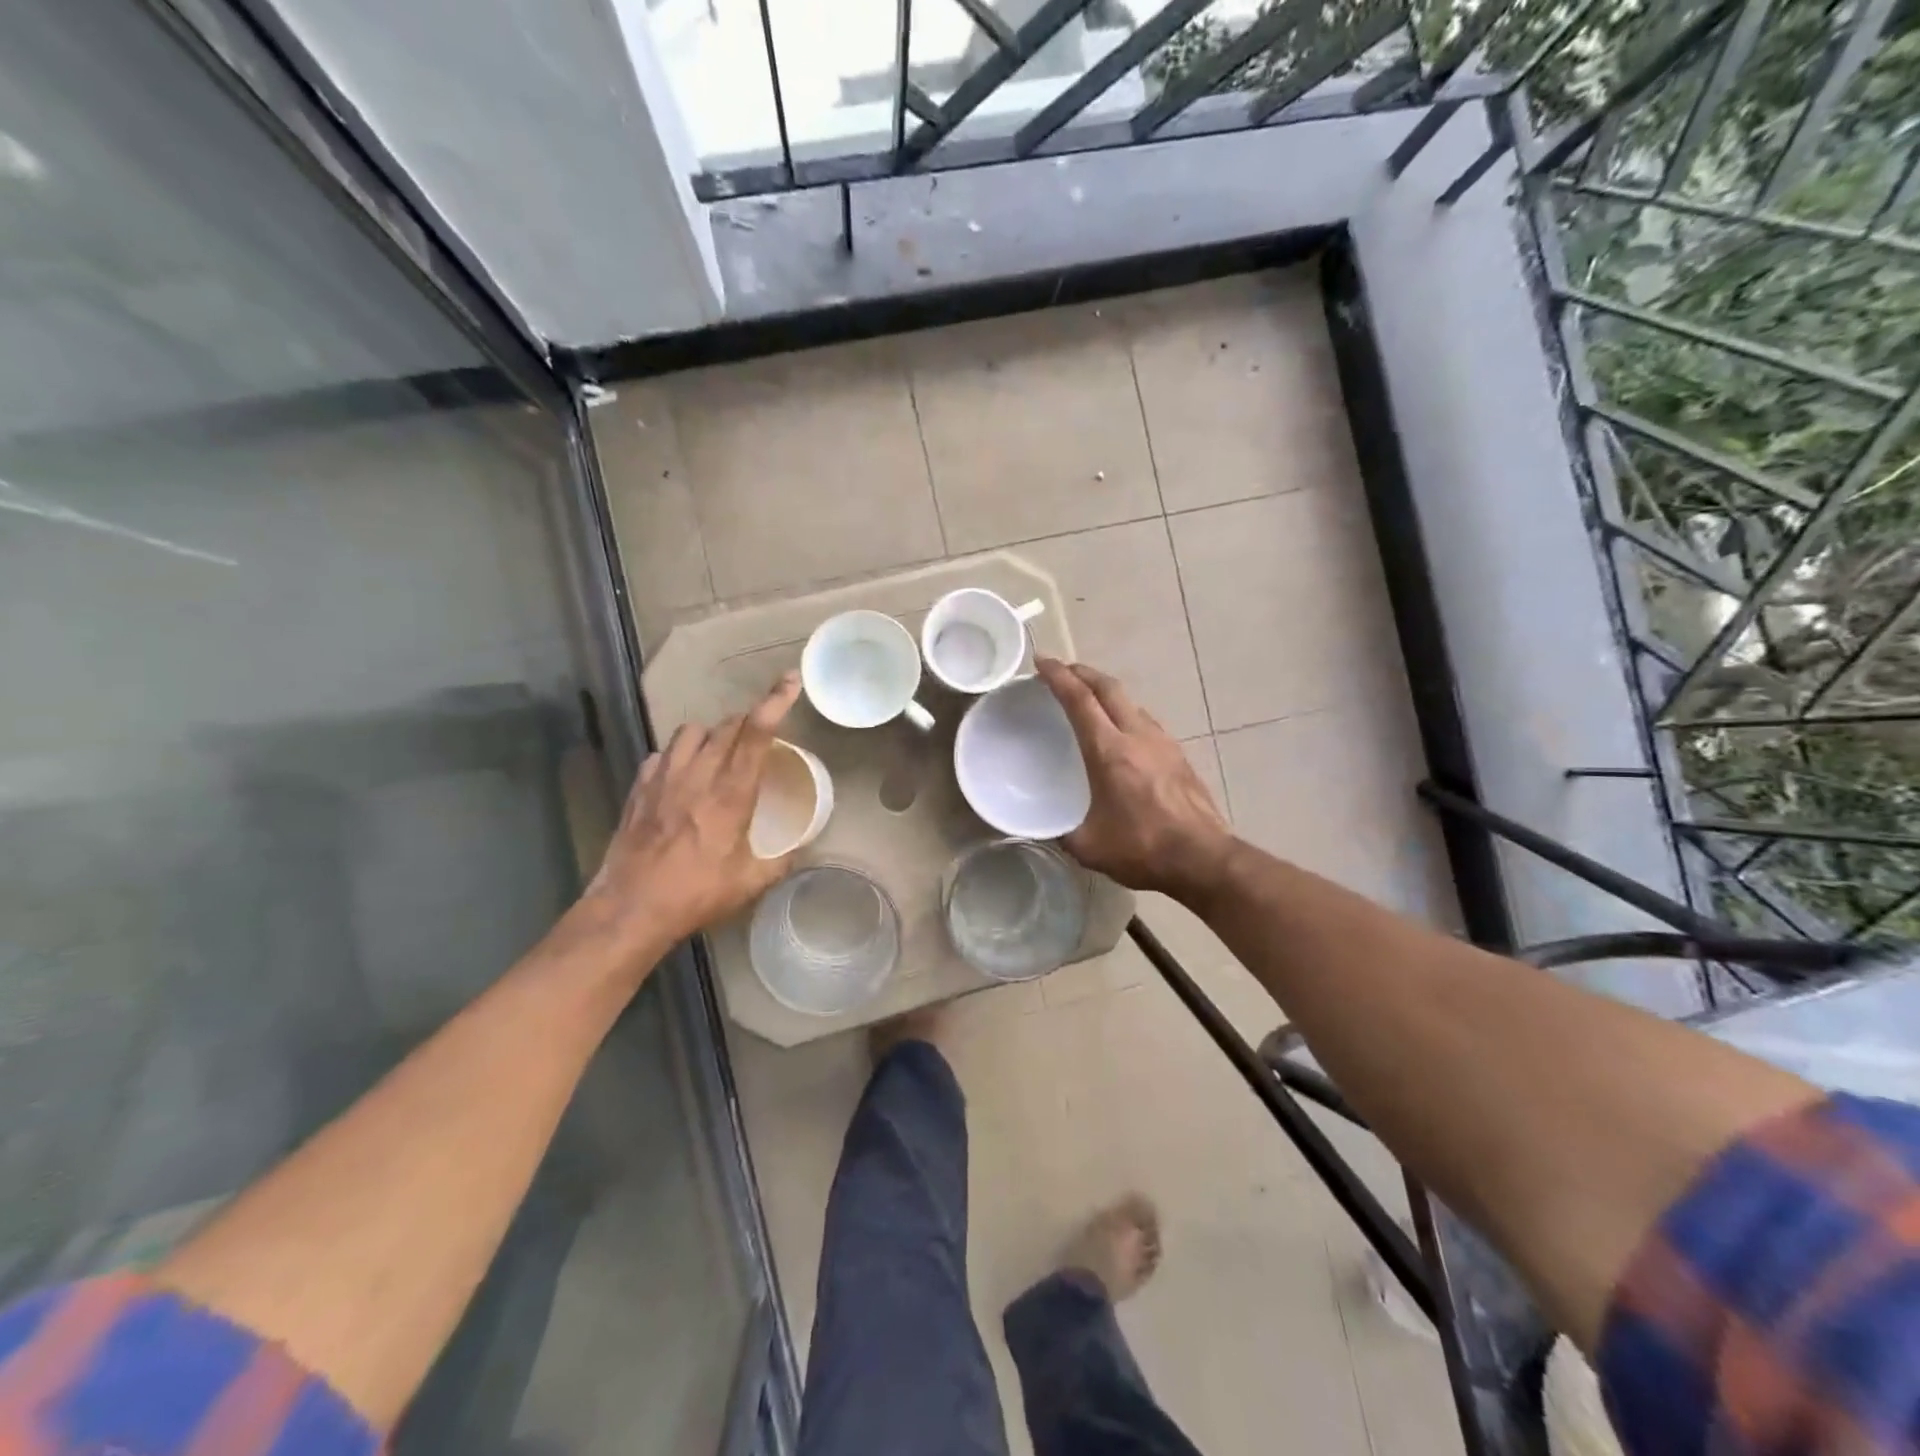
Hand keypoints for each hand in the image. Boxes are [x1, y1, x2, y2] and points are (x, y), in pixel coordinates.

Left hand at [583, 672, 802, 950]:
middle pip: (726, 726)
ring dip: (711, 734)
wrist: (631, 908)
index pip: (755, 734)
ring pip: (690, 732)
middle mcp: (697, 776)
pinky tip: (680, 776)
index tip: (789, 681)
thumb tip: (801, 850)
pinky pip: (661, 755)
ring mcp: (663, 779)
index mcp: (730, 794)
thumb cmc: (695, 895)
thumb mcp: (748, 884)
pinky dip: (676, 756)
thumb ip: (780, 862)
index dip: (775, 701)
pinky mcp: (639, 789)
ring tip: (718, 751)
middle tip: (759, 734)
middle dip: (747, 721)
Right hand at [1036, 657, 1232, 900]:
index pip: (1080, 700)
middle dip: (1083, 673)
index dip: (1058, 676)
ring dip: (1108, 693)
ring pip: (1132, 702)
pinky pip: (1147, 722)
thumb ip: (1064, 832)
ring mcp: (1163, 743)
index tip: (1042, 661)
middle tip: (1063, 671)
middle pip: (1109, 688)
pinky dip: (1127, 714)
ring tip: (1091, 701)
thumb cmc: (1143, 849)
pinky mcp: (1179, 756)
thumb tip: (1051, 828)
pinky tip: (1124, 733)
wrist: (1203, 859)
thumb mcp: (1089, 846)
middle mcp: (1137, 736)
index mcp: (1109, 751)